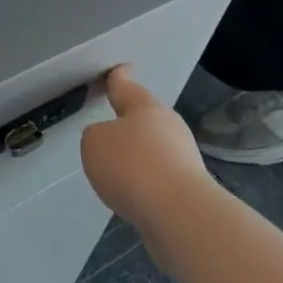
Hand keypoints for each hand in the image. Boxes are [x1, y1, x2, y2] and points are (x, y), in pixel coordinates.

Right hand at [80, 66, 212, 232]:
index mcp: (145, 108)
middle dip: (128, 122)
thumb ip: (96, 137)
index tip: (120, 69)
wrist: (178, 213)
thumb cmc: (132, 166)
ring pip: (153, 147)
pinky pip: (158, 175)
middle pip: (144, 118)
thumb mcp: (94, 143)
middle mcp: (168, 126)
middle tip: (109, 127)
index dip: (118, 78)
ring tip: (115, 168)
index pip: (126, 87)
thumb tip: (109, 143)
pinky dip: (143, 179)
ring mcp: (182, 157)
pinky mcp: (188, 186)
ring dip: (136, 154)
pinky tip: (131, 192)